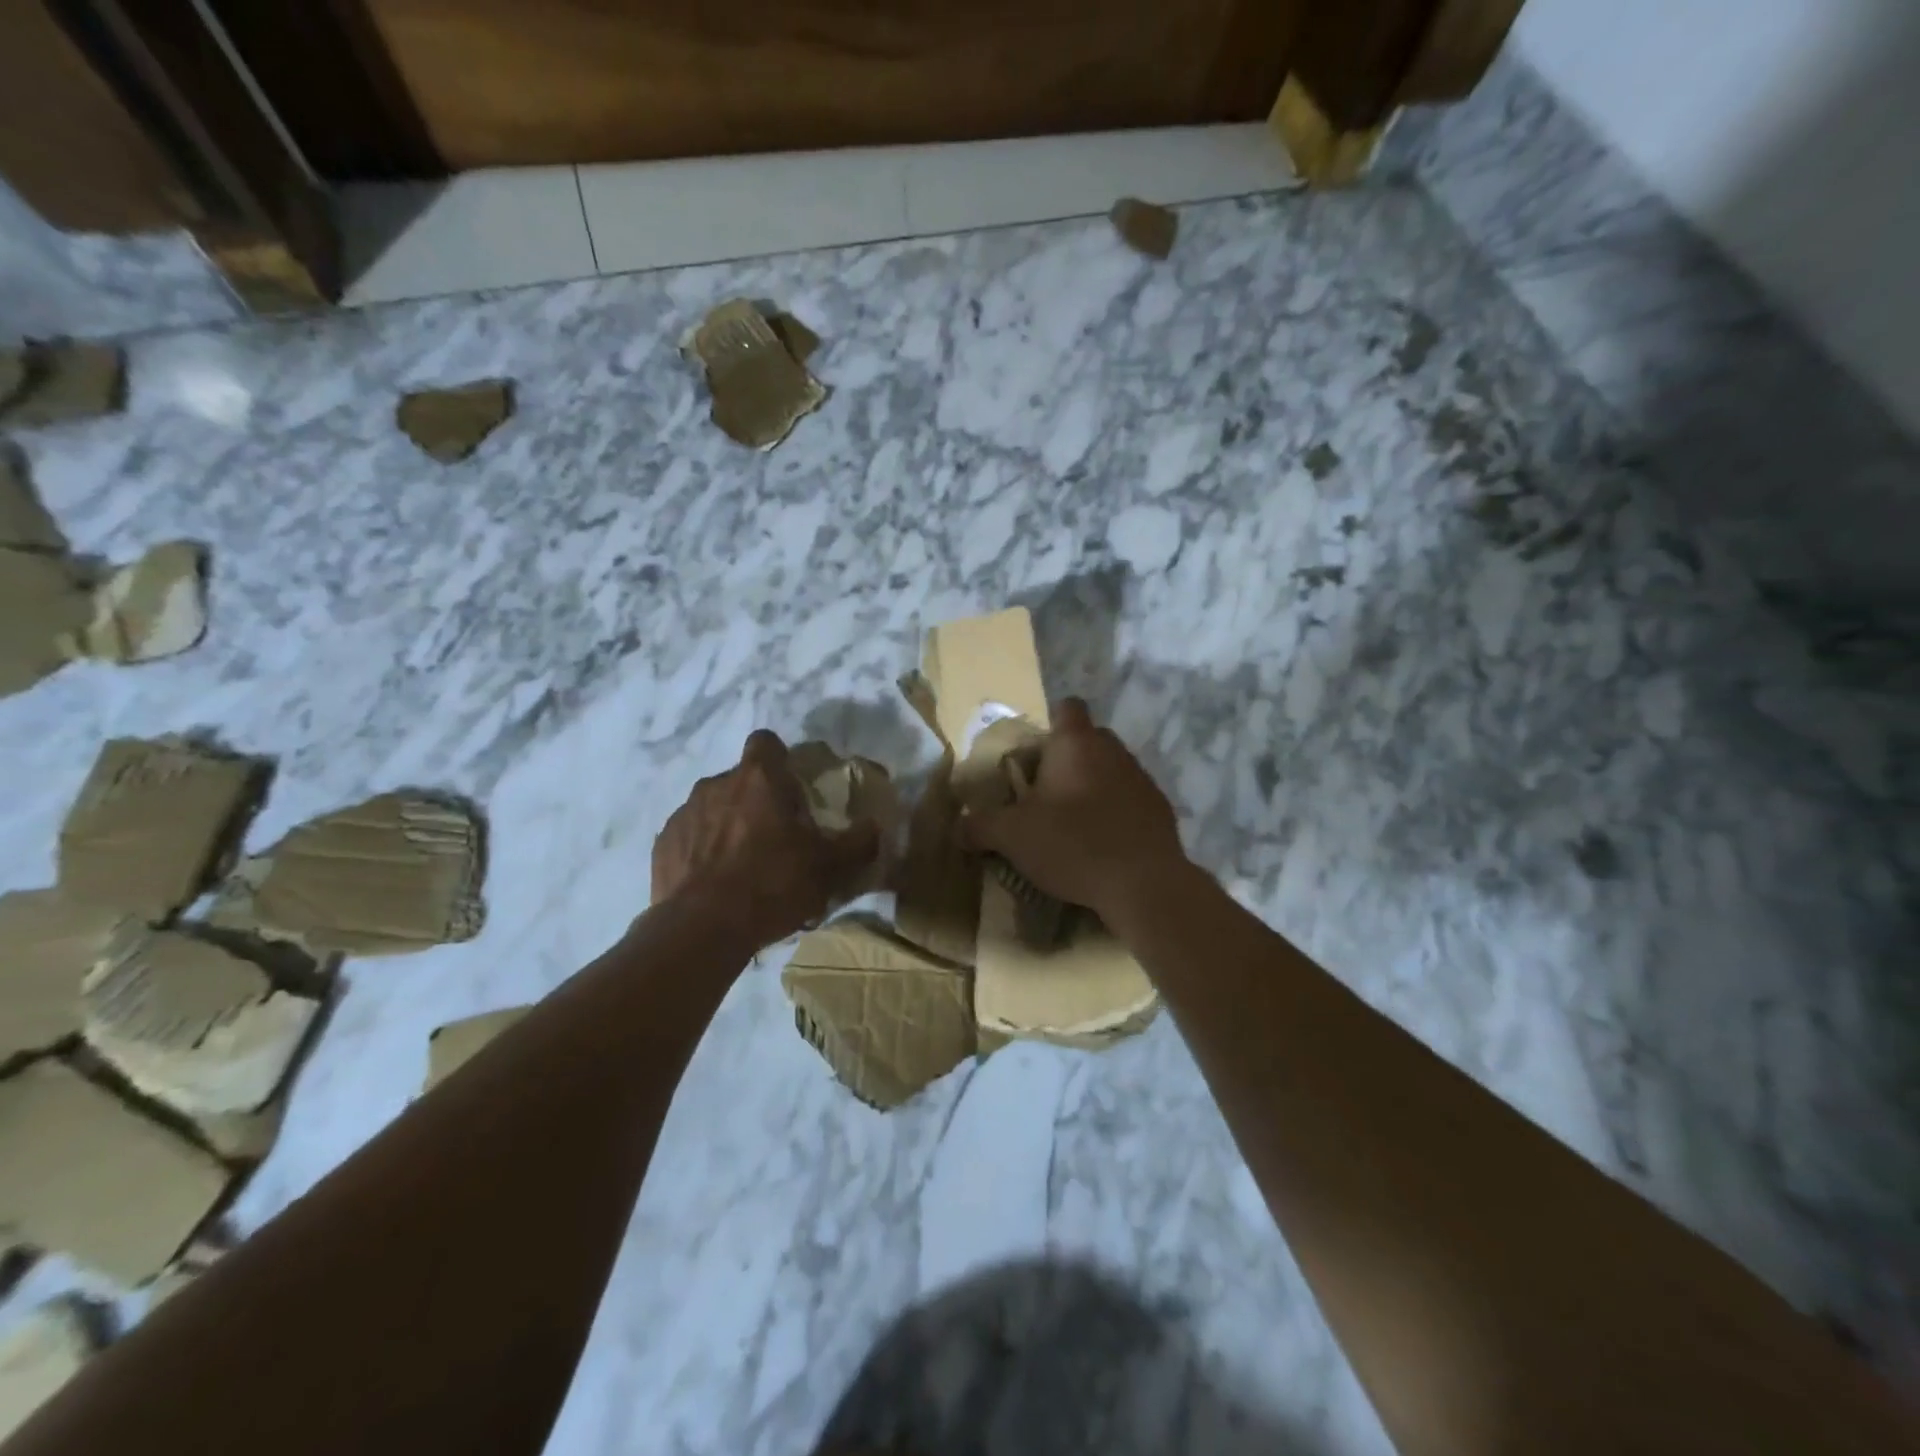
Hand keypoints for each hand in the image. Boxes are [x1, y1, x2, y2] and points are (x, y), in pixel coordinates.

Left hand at [653, 730, 878, 948]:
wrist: (702, 930)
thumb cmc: (773, 885)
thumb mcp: (830, 867)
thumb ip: (858, 842)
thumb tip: (875, 827)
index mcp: (759, 779)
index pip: (766, 741)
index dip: (780, 759)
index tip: (792, 788)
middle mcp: (716, 784)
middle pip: (742, 779)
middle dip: (757, 800)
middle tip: (776, 838)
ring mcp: (684, 813)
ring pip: (713, 807)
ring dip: (728, 825)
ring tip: (743, 866)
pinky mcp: (662, 844)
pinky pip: (689, 837)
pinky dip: (702, 852)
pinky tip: (714, 884)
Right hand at [960, 698, 1188, 924]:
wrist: (1144, 885)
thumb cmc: (1073, 843)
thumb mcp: (1012, 836)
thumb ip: (980, 827)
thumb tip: (957, 829)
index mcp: (1076, 743)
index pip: (1067, 708)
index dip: (1050, 723)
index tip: (1033, 753)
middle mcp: (1113, 750)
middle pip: (1088, 740)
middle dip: (1067, 759)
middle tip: (1043, 792)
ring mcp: (1142, 779)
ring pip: (1111, 770)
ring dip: (1092, 787)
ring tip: (1072, 823)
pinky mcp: (1160, 810)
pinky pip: (1130, 801)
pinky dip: (1115, 813)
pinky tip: (1101, 844)